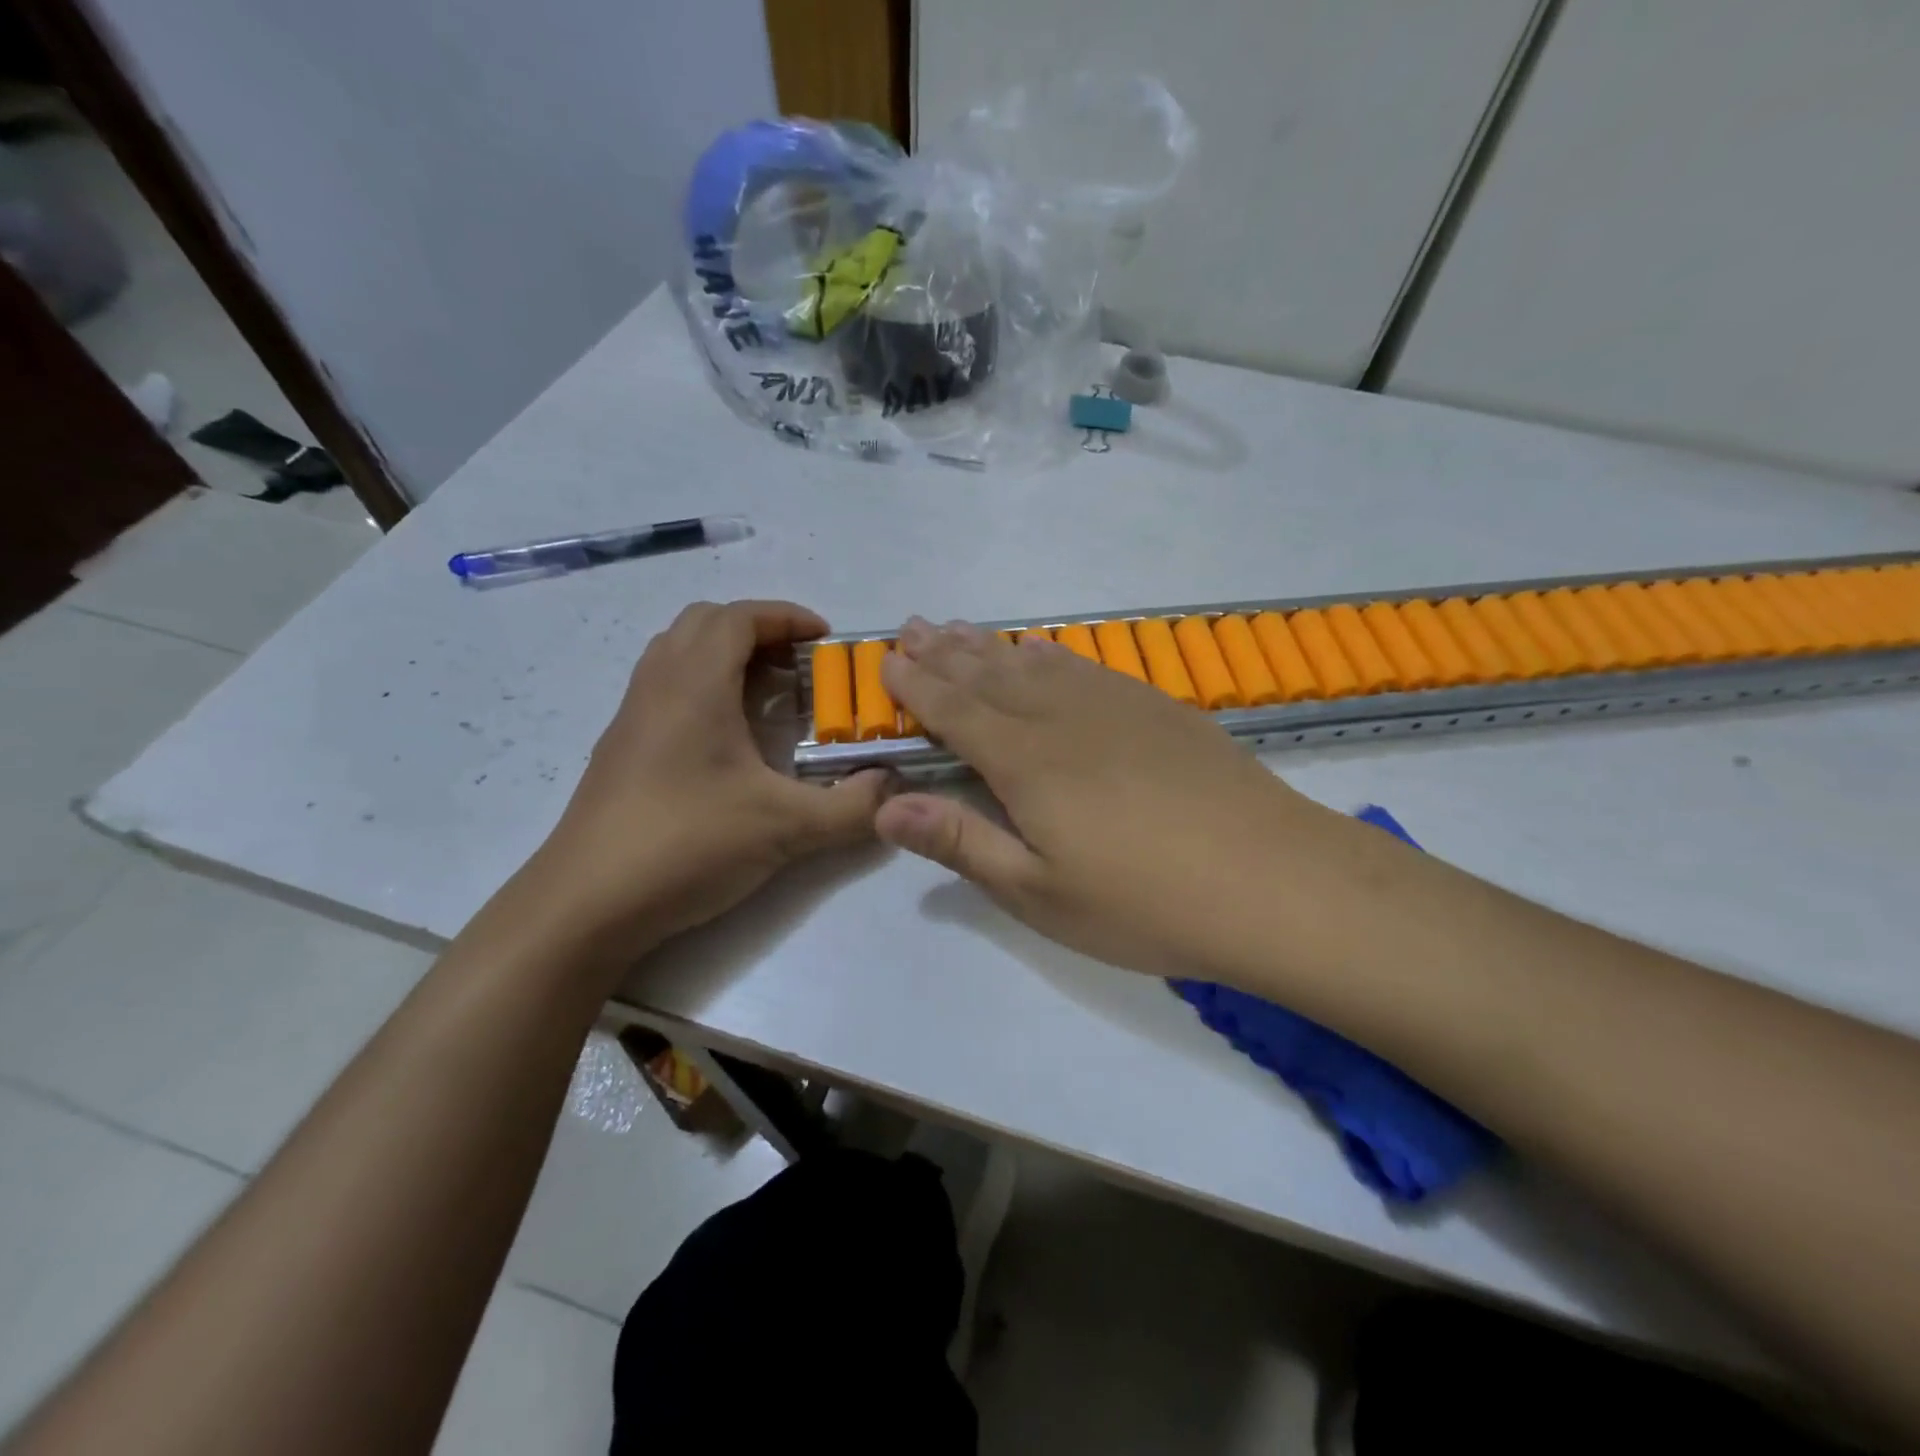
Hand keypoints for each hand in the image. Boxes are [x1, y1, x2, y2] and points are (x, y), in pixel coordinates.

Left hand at [532, 600, 892, 957]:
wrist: (585, 905)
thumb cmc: (685, 844)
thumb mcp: (785, 827)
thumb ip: (851, 807)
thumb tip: (893, 789)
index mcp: (693, 685)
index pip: (738, 617)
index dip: (786, 617)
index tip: (826, 639)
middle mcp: (657, 686)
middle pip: (704, 624)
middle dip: (759, 631)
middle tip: (800, 667)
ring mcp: (632, 718)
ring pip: (679, 654)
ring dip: (727, 658)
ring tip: (770, 698)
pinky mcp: (621, 750)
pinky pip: (666, 690)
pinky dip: (704, 689)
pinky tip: (731, 743)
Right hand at [876, 618, 1340, 979]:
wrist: (1273, 881)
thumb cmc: (1145, 902)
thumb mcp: (1039, 893)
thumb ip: (961, 842)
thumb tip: (886, 806)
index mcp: (1026, 762)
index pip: (955, 711)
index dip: (917, 686)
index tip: (887, 660)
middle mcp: (1063, 717)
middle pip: (989, 674)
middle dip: (944, 652)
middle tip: (912, 626)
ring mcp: (1115, 706)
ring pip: (1035, 662)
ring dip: (990, 645)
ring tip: (958, 628)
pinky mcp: (1156, 709)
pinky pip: (1085, 665)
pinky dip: (1050, 653)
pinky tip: (1041, 649)